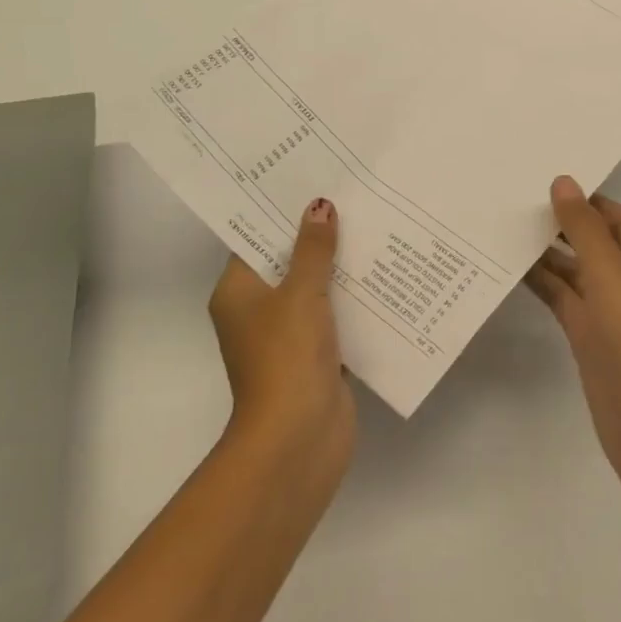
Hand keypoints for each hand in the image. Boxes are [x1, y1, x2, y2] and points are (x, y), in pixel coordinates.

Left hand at [209, 198, 354, 489]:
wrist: (299, 439)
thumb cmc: (287, 356)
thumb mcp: (300, 293)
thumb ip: (312, 249)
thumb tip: (319, 206)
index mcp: (237, 293)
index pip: (256, 241)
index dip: (281, 212)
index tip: (310, 182)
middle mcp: (257, 312)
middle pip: (288, 263)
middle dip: (317, 236)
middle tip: (350, 196)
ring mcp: (287, 337)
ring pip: (315, 290)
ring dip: (339, 268)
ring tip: (372, 224)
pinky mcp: (316, 356)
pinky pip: (335, 316)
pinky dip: (353, 300)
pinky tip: (383, 274)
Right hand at [526, 176, 620, 488]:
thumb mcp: (610, 273)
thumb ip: (583, 227)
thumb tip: (563, 181)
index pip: (611, 211)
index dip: (581, 195)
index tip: (539, 176)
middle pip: (589, 236)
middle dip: (556, 220)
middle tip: (509, 196)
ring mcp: (605, 306)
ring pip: (571, 266)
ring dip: (543, 250)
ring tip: (499, 225)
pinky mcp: (586, 333)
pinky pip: (560, 295)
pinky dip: (539, 281)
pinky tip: (506, 266)